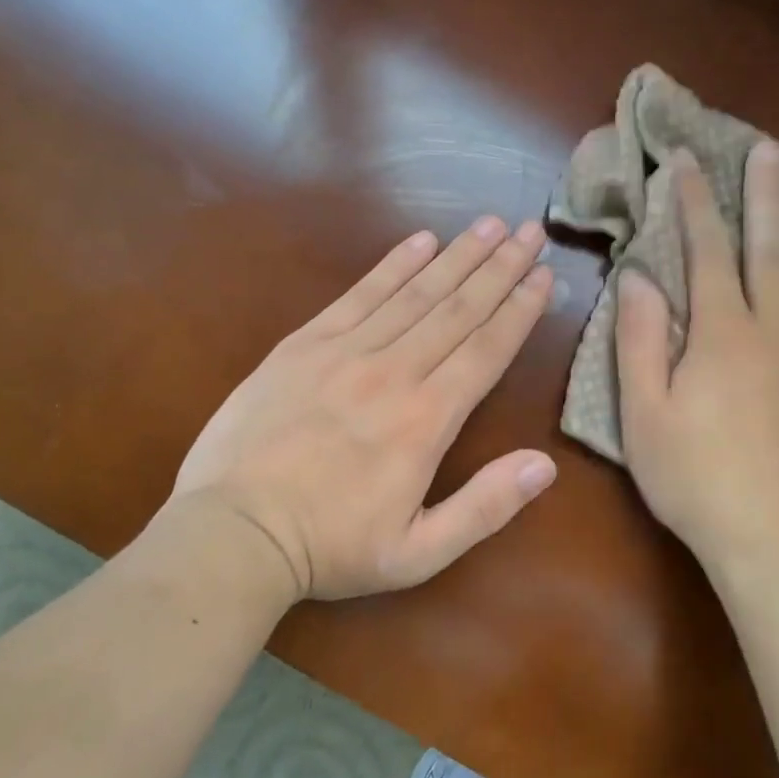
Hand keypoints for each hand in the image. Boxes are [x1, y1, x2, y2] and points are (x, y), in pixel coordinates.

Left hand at [170, 217, 556, 601]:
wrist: (233, 533)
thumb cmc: (331, 547)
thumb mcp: (418, 553)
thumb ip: (485, 507)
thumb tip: (545, 465)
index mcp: (427, 421)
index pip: (486, 350)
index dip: (519, 310)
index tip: (544, 274)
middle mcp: (394, 372)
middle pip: (458, 309)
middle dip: (500, 267)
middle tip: (530, 231)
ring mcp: (345, 352)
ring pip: (415, 293)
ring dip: (457, 256)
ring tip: (489, 224)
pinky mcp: (304, 344)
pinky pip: (359, 294)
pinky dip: (392, 265)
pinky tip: (420, 241)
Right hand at [616, 143, 778, 589]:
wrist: (772, 544)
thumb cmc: (694, 481)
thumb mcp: (644, 415)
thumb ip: (640, 341)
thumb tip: (638, 277)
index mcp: (722, 336)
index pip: (706, 254)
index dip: (695, 205)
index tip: (687, 163)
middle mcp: (778, 333)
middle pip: (774, 252)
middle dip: (768, 198)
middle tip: (771, 151)